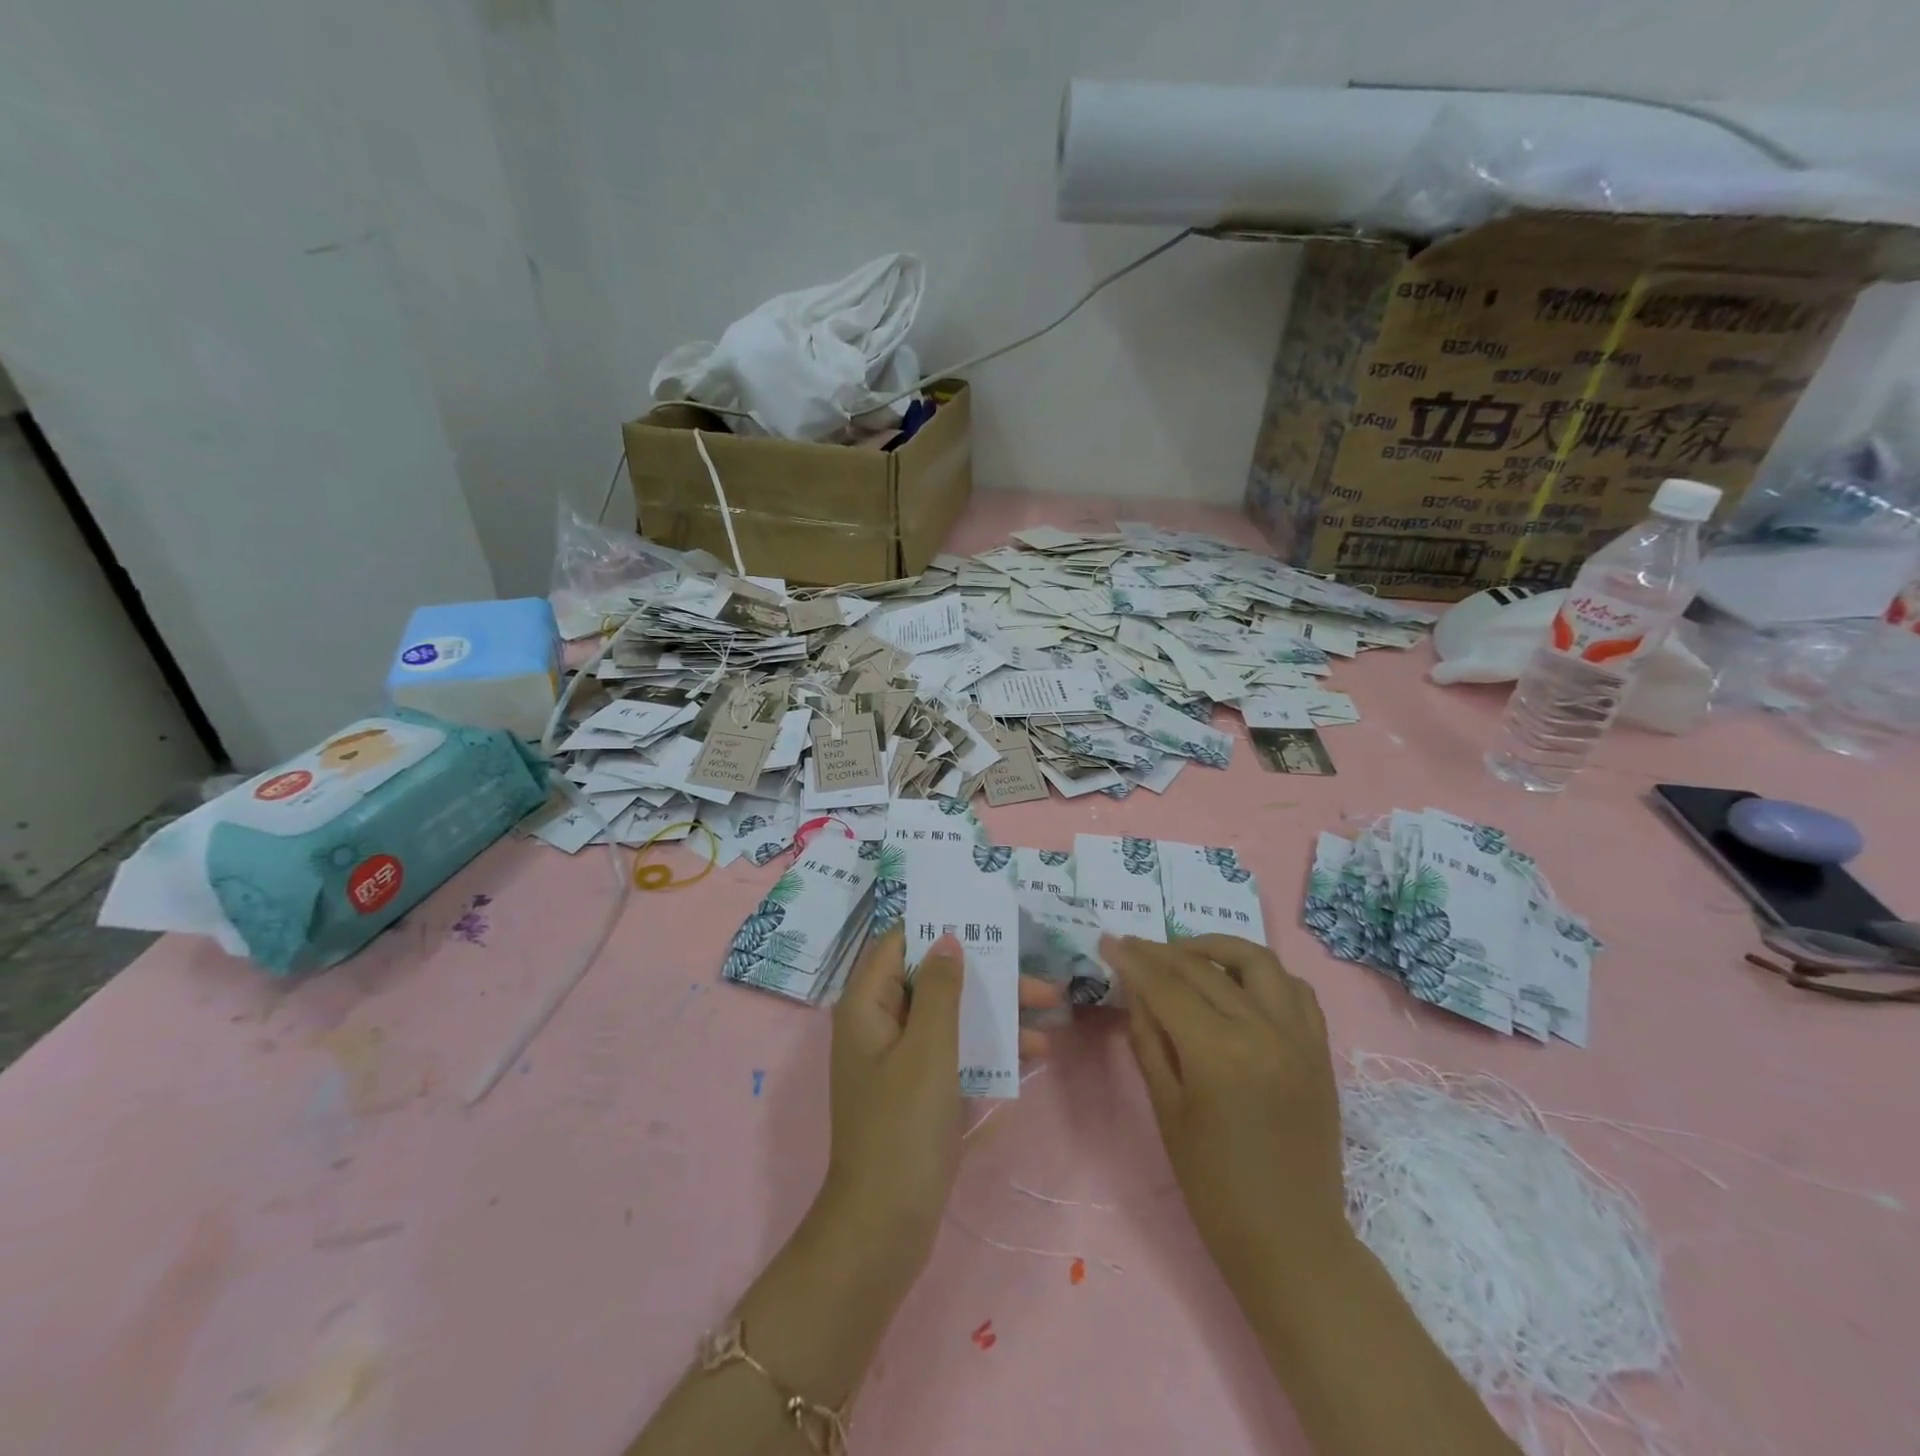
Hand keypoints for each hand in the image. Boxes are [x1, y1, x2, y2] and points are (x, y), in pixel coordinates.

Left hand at [823, 928, 1062, 1264]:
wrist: (885, 1225)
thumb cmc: (903, 1127)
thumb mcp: (929, 1049)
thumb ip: (940, 989)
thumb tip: (947, 938)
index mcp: (867, 1005)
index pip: (899, 944)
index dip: (938, 928)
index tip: (985, 922)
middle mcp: (878, 1023)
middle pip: (933, 980)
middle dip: (986, 977)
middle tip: (1040, 982)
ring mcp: (897, 1059)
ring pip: (949, 1016)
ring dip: (996, 1013)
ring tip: (1051, 1015)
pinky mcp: (916, 1089)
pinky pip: (953, 1051)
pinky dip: (987, 1047)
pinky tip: (1031, 1056)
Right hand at [1102, 933, 1346, 1282]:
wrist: (1290, 1239)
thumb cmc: (1213, 1184)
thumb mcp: (1166, 1108)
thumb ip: (1149, 1038)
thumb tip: (1135, 988)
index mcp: (1219, 1053)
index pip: (1167, 986)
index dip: (1134, 960)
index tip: (1109, 941)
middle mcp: (1263, 1031)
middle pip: (1204, 969)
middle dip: (1162, 952)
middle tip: (1134, 947)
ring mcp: (1299, 1037)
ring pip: (1257, 962)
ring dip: (1217, 948)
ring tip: (1187, 954)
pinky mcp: (1320, 1049)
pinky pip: (1295, 989)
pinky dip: (1263, 974)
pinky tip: (1238, 982)